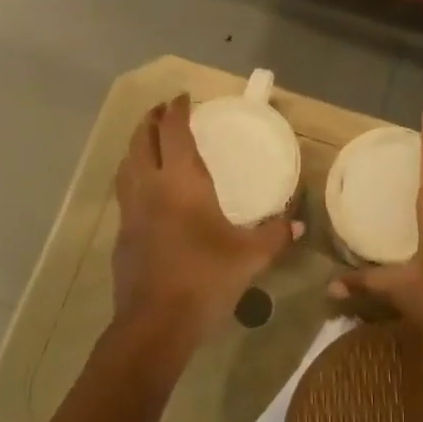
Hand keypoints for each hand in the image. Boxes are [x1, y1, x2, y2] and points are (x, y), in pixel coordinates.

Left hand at [110, 95, 300, 364]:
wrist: (155, 324)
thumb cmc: (205, 278)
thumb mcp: (250, 256)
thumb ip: (276, 235)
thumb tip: (300, 224)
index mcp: (182, 182)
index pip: (174, 132)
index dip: (177, 111)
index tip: (183, 97)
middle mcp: (151, 188)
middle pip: (142, 141)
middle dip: (151, 121)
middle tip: (162, 111)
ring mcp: (131, 212)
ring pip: (126, 166)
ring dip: (136, 146)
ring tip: (147, 142)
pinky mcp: (122, 236)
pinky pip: (124, 193)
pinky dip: (132, 178)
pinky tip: (145, 192)